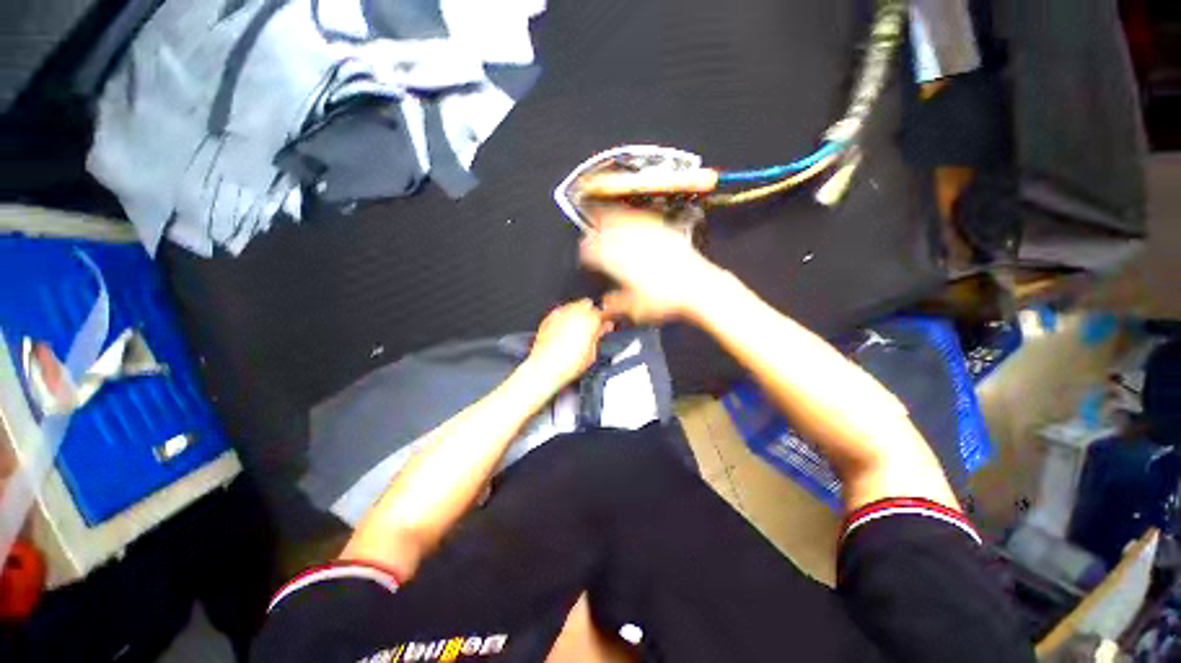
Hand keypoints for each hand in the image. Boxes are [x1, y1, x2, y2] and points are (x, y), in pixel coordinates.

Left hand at [524, 299, 612, 386]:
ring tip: (577, 328)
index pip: (602, 312)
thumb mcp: (592, 352)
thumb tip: (602, 330)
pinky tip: (564, 329)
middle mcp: (575, 312)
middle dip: (590, 313)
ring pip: (573, 306)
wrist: (546, 366)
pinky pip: (560, 312)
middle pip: (587, 304)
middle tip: (590, 326)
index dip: (605, 319)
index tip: (605, 325)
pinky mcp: (549, 318)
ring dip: (577, 313)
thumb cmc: (568, 363)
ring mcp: (560, 313)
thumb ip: (598, 336)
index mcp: (589, 319)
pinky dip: (564, 317)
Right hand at [579, 209, 726, 323]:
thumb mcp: (636, 309)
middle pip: (607, 230)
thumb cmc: (667, 300)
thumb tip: (606, 305)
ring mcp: (648, 237)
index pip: (596, 252)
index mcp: (620, 264)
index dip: (587, 250)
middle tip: (590, 223)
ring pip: (624, 220)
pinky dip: (634, 215)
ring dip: (611, 215)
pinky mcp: (664, 232)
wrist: (697, 288)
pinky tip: (633, 215)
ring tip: (604, 211)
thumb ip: (617, 305)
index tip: (584, 250)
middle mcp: (631, 246)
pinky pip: (644, 219)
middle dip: (595, 226)